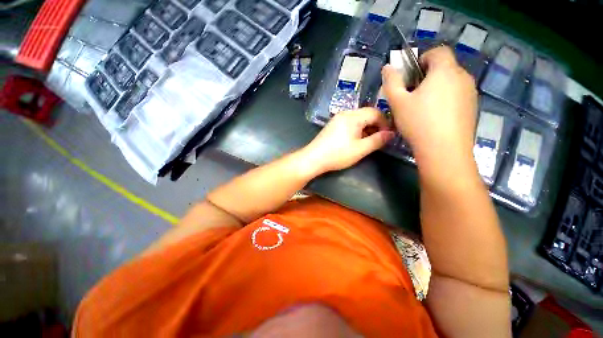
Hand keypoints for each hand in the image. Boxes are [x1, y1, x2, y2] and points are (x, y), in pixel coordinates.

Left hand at [300, 108, 394, 174]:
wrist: (313, 158)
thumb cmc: (338, 154)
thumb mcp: (360, 149)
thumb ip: (377, 140)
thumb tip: (391, 134)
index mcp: (353, 116)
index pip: (376, 112)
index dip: (385, 123)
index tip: (388, 136)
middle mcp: (345, 113)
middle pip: (366, 114)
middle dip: (376, 126)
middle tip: (379, 140)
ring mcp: (337, 119)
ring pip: (358, 119)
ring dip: (366, 129)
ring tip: (368, 142)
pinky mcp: (332, 125)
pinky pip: (349, 123)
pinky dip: (357, 130)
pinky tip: (356, 141)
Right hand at [382, 46, 477, 170]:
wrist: (444, 150)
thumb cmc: (418, 122)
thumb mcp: (397, 102)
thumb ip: (391, 82)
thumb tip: (388, 67)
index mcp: (445, 70)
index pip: (438, 51)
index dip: (423, 58)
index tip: (411, 76)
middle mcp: (462, 77)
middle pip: (445, 67)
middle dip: (428, 76)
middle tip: (412, 95)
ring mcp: (471, 93)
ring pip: (452, 83)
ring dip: (437, 88)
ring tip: (423, 108)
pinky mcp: (473, 108)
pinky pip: (458, 96)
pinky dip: (446, 100)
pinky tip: (435, 118)